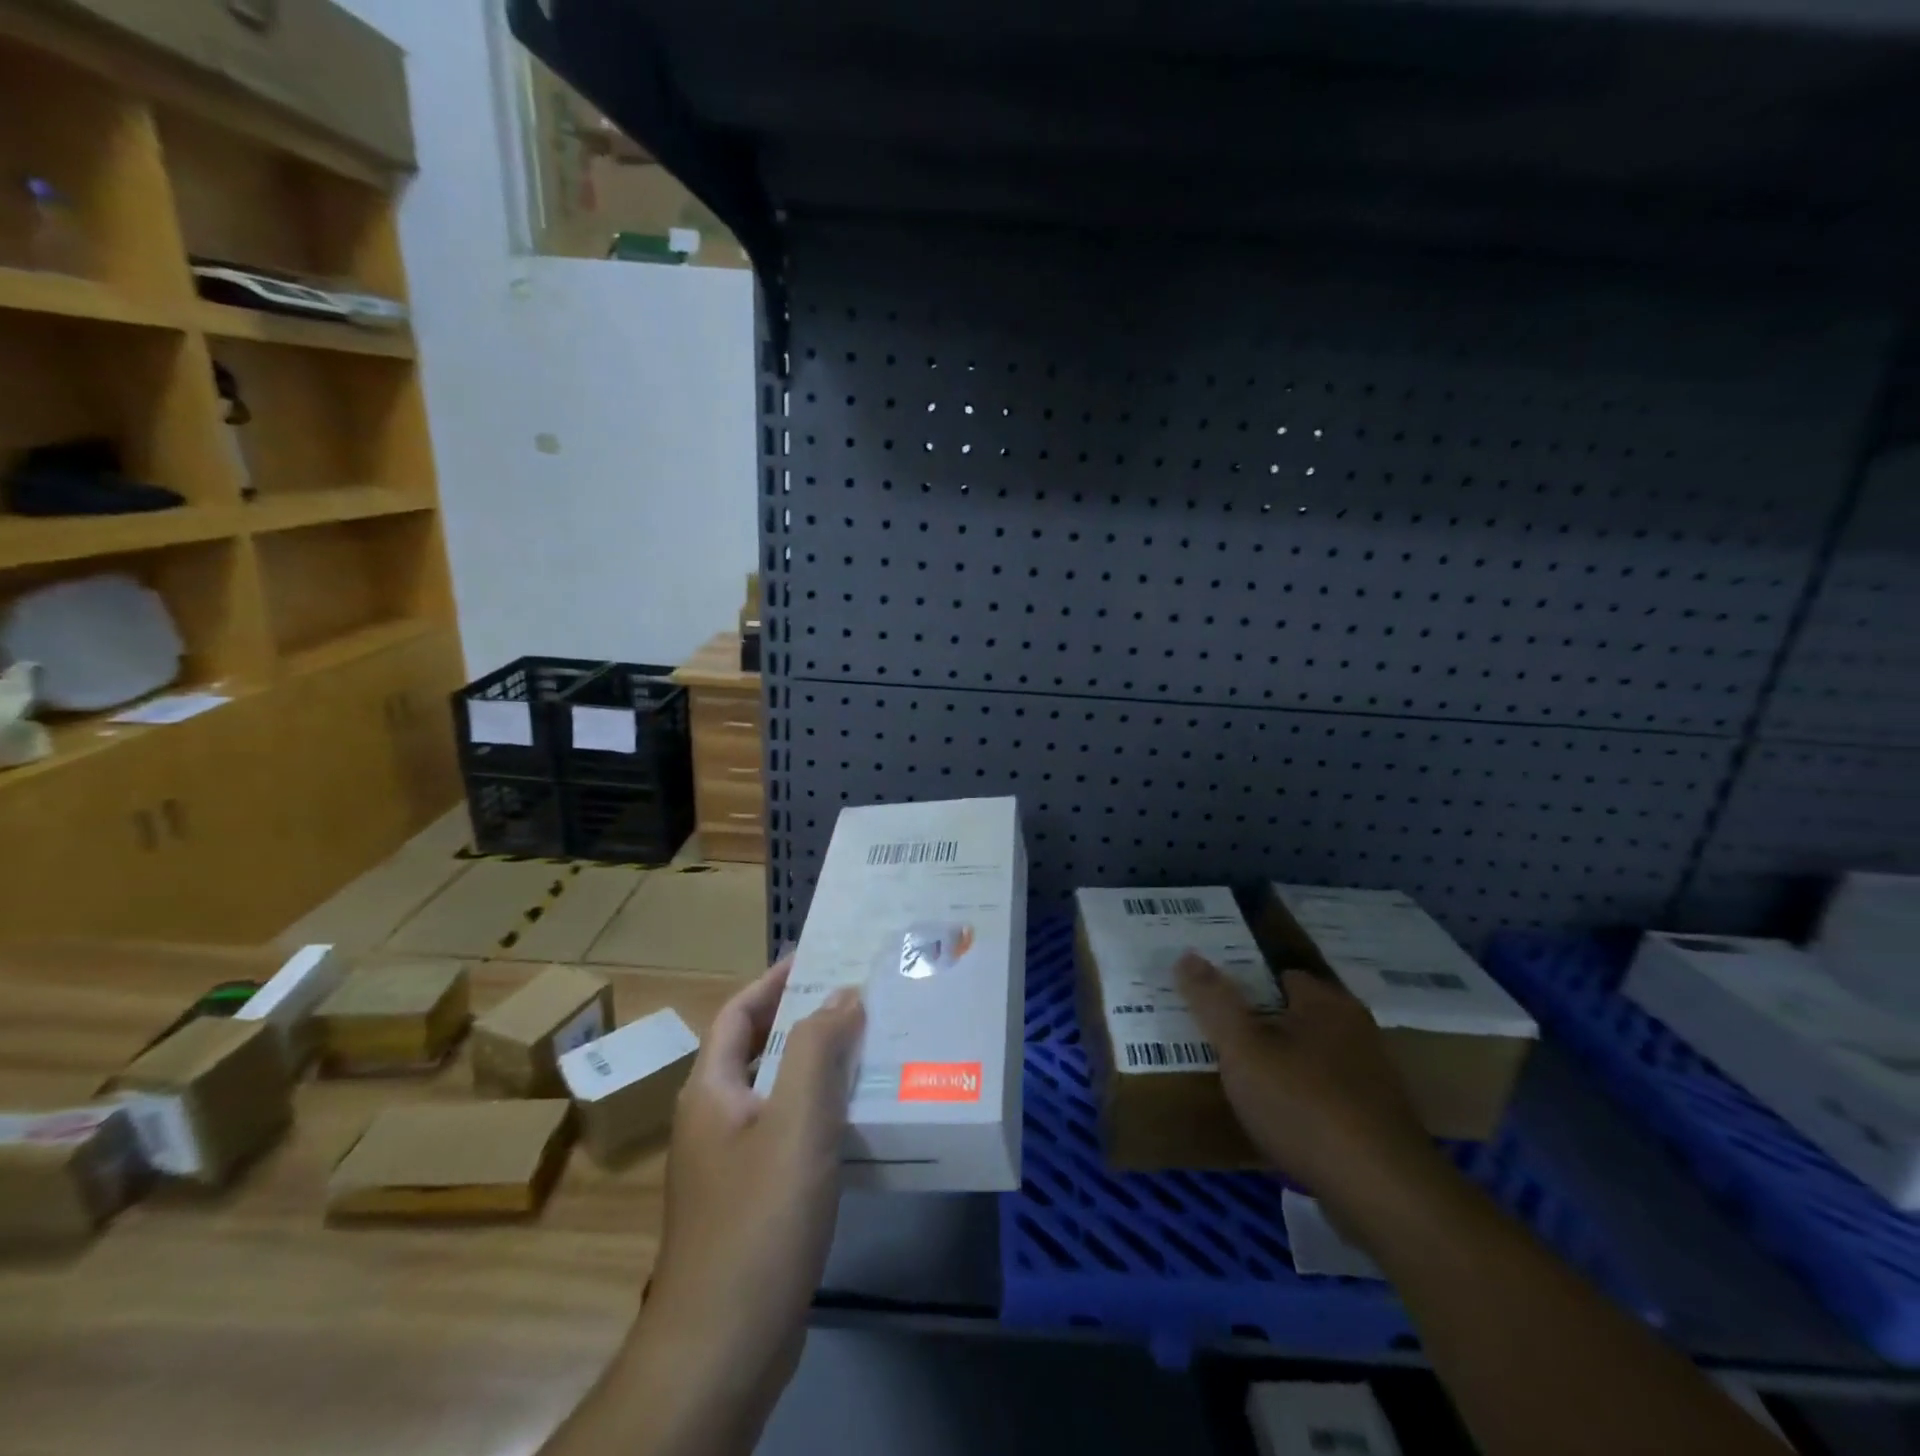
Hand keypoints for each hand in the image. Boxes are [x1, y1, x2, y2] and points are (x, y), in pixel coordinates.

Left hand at [639, 959, 864, 1434]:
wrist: (722, 1349)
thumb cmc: (758, 1220)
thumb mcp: (797, 1121)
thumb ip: (817, 1049)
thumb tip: (843, 994)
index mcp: (711, 1090)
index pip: (739, 1012)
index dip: (774, 980)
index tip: (817, 955)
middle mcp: (714, 1119)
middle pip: (759, 1048)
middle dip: (805, 1019)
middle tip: (858, 996)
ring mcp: (730, 1165)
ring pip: (778, 1093)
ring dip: (818, 1066)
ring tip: (870, 1045)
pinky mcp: (753, 1201)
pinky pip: (789, 1133)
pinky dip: (821, 1112)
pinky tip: (860, 1119)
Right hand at [1177, 953, 1439, 1209]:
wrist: (1384, 1196)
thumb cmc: (1306, 1107)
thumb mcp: (1243, 1050)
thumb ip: (1213, 1002)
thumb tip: (1187, 955)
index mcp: (1327, 1003)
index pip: (1279, 974)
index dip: (1244, 981)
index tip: (1212, 997)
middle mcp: (1356, 1030)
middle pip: (1295, 1015)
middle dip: (1260, 1023)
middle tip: (1218, 1035)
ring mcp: (1372, 1078)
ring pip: (1311, 1056)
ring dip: (1281, 1064)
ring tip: (1240, 1076)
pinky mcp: (1377, 1122)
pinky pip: (1326, 1094)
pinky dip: (1301, 1099)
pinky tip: (1276, 1118)